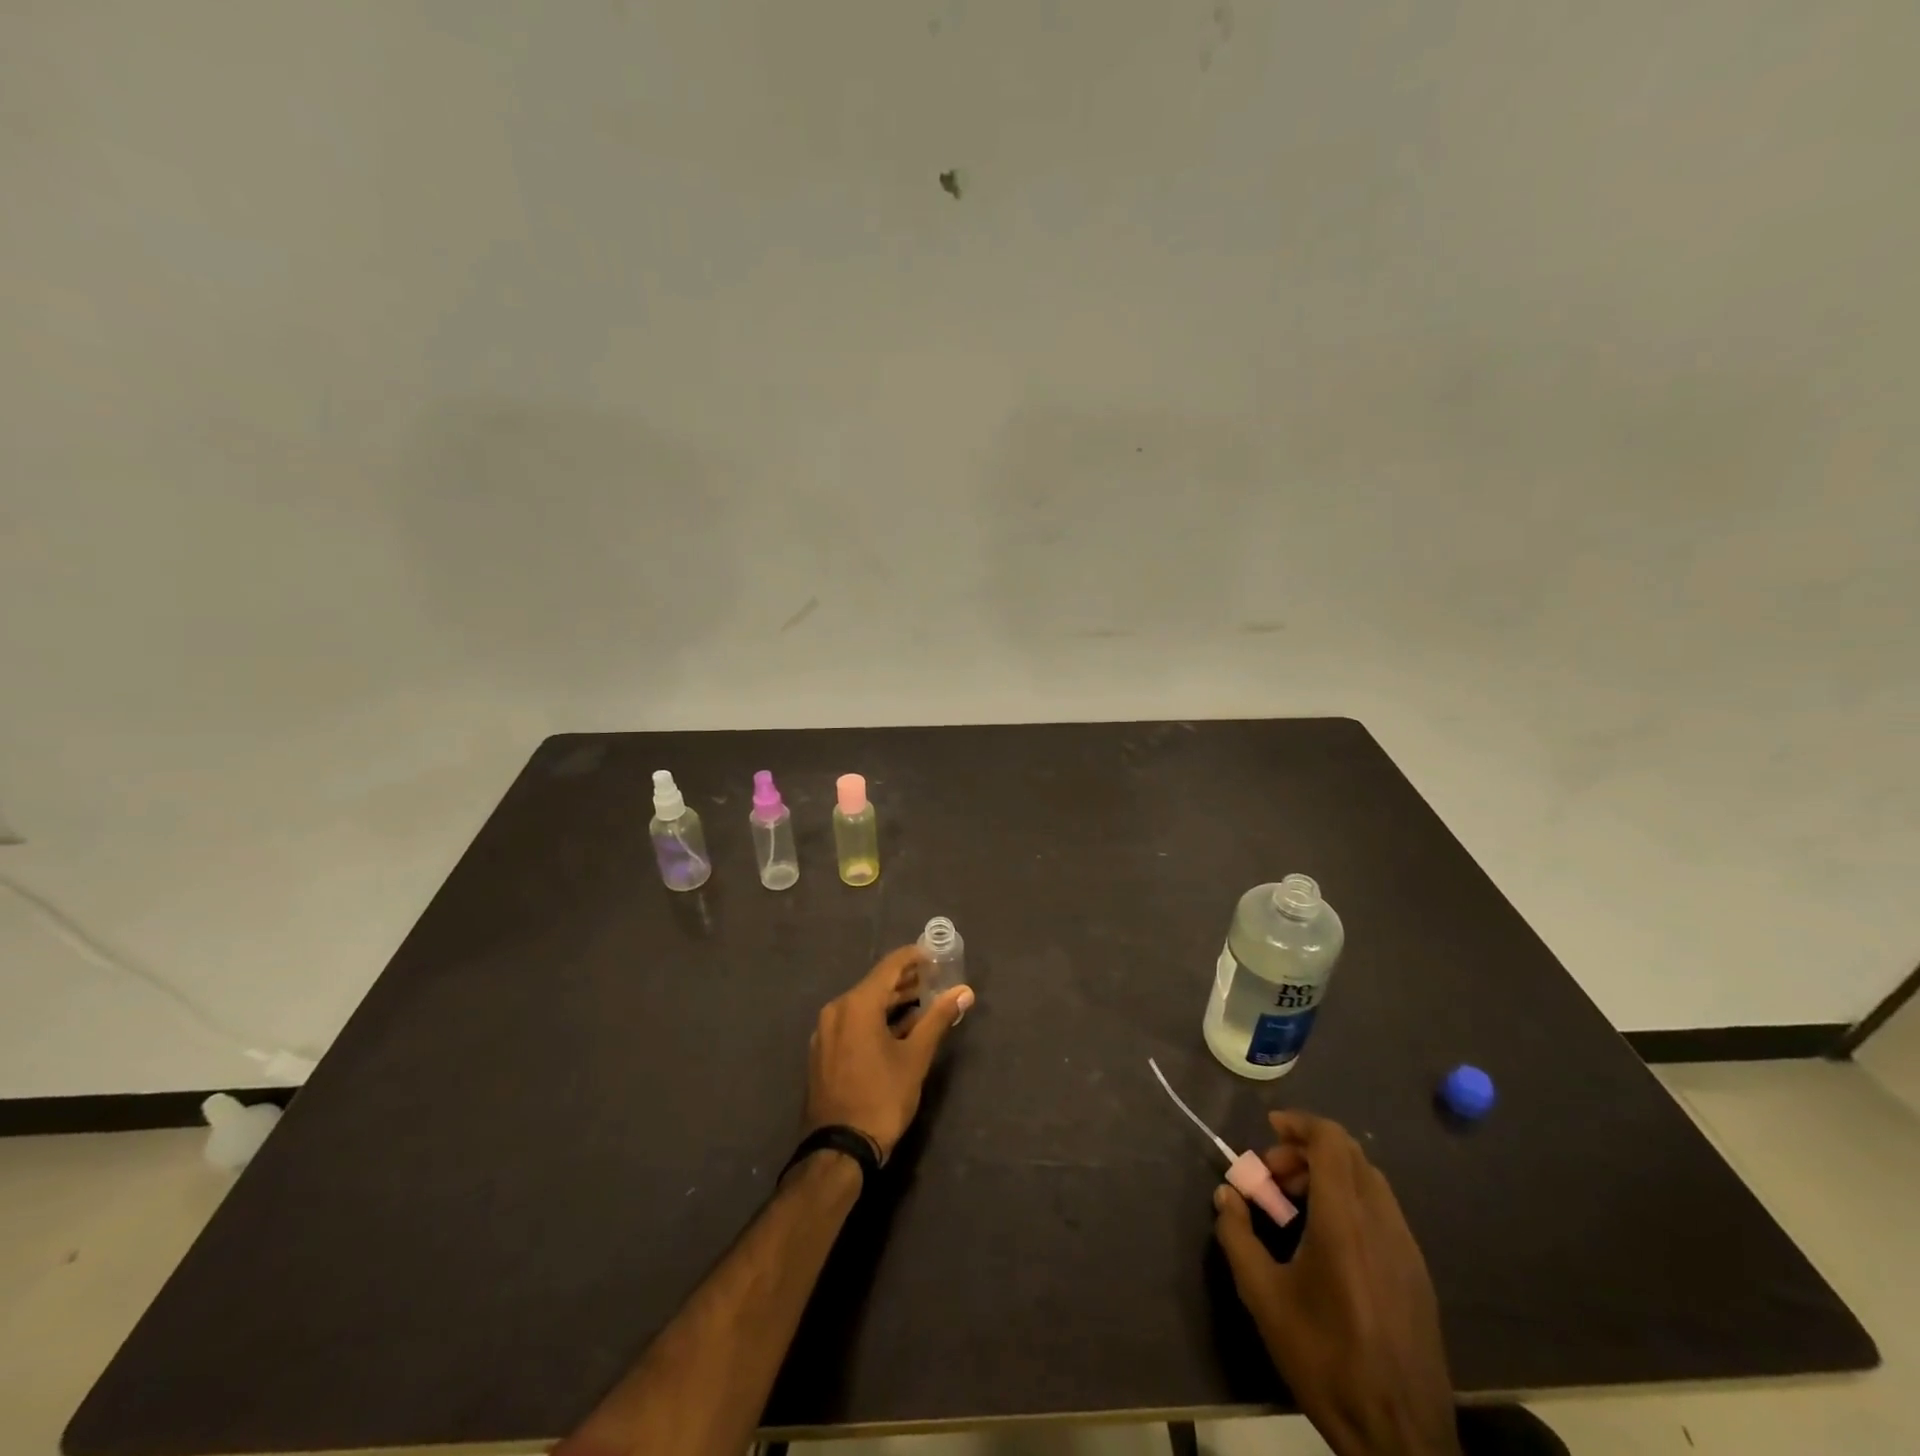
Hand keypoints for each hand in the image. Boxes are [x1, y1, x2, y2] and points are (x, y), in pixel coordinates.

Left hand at [804, 945, 974, 1161]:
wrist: (839, 1149)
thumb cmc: (881, 1098)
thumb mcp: (915, 1057)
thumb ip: (938, 1018)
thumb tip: (964, 991)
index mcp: (857, 1004)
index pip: (889, 966)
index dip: (914, 957)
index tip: (936, 955)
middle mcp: (836, 1010)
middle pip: (875, 984)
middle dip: (905, 980)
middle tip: (935, 978)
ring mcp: (826, 1032)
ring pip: (863, 1005)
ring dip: (892, 1001)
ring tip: (922, 1001)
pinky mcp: (823, 1052)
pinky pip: (853, 1023)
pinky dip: (875, 1019)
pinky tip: (897, 1028)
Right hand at [1214, 1111, 1460, 1455]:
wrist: (1402, 1438)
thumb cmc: (1326, 1360)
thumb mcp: (1263, 1298)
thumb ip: (1237, 1236)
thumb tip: (1227, 1195)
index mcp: (1345, 1221)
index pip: (1331, 1141)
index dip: (1299, 1124)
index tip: (1269, 1131)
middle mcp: (1381, 1222)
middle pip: (1349, 1155)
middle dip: (1306, 1151)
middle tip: (1274, 1176)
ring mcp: (1407, 1248)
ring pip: (1369, 1181)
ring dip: (1330, 1176)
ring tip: (1297, 1207)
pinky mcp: (1418, 1274)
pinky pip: (1383, 1211)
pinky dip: (1352, 1201)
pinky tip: (1329, 1241)